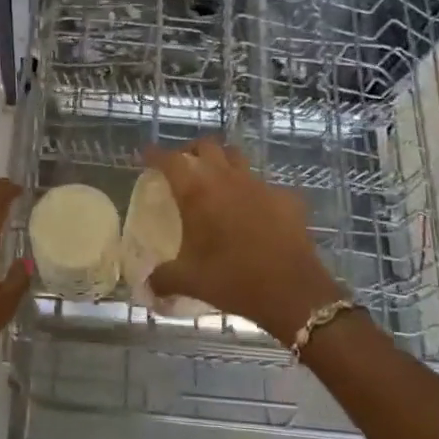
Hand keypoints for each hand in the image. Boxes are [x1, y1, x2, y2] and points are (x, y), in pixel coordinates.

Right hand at [143, 140, 341, 338]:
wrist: (292, 292)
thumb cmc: (233, 280)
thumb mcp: (190, 281)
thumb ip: (162, 279)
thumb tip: (146, 284)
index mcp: (198, 193)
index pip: (170, 160)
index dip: (155, 154)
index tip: (146, 155)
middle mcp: (227, 179)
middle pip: (206, 146)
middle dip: (191, 150)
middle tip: (183, 165)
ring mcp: (259, 185)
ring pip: (237, 158)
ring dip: (222, 162)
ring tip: (216, 180)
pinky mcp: (285, 198)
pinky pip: (265, 185)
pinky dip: (254, 192)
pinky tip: (254, 210)